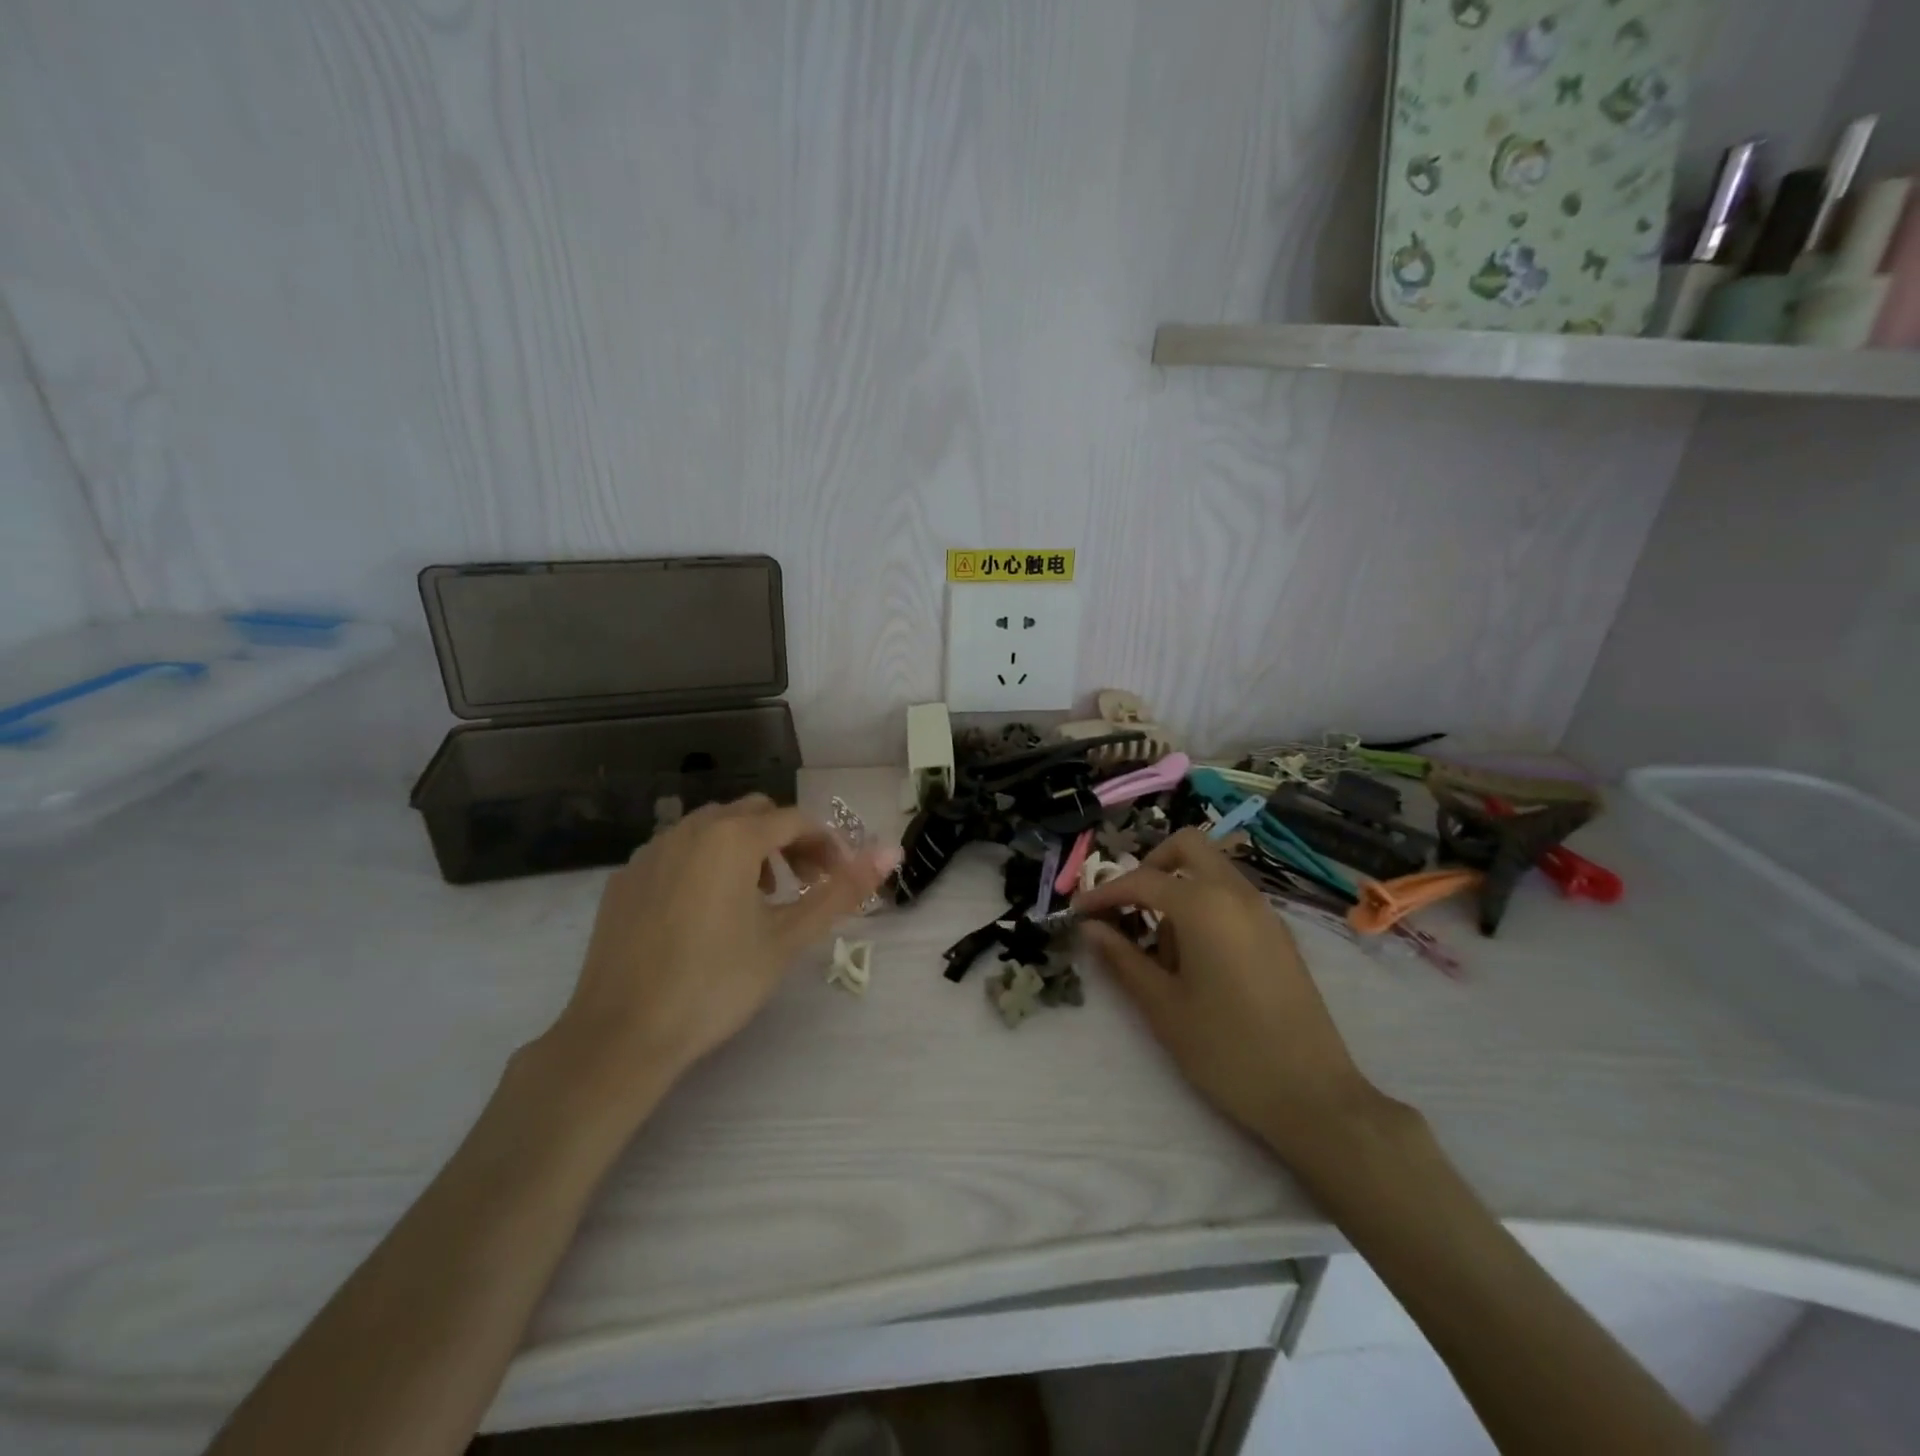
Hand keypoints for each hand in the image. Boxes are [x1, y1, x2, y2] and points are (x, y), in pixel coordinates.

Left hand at [540, 796, 900, 1122]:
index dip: (826, 844)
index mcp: (733, 838)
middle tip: (803, 884)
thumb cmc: (716, 984)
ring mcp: (652, 851)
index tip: (839, 878)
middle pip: (755, 813)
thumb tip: (892, 852)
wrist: (621, 1035)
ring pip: (713, 828)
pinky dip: (705, 864)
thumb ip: (841, 891)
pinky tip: (704, 912)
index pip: (796, 820)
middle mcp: (690, 829)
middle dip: (787, 841)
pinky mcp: (625, 878)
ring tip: (758, 899)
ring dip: (746, 849)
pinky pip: (677, 851)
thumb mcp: (788, 938)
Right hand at [1073, 829, 1390, 1166]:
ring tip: (1161, 949)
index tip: (1077, 913)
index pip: (1142, 880)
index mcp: (1205, 905)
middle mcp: (1237, 894)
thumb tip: (1092, 928)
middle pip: (1188, 847)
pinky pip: (1233, 897)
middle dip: (1149, 866)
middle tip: (1127, 907)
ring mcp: (1265, 912)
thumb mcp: (1163, 1006)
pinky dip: (1205, 905)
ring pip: (1212, 871)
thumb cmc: (1226, 1050)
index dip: (1104, 893)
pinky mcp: (1279, 935)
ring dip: (1179, 888)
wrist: (1313, 1097)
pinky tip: (1195, 959)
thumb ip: (1123, 958)